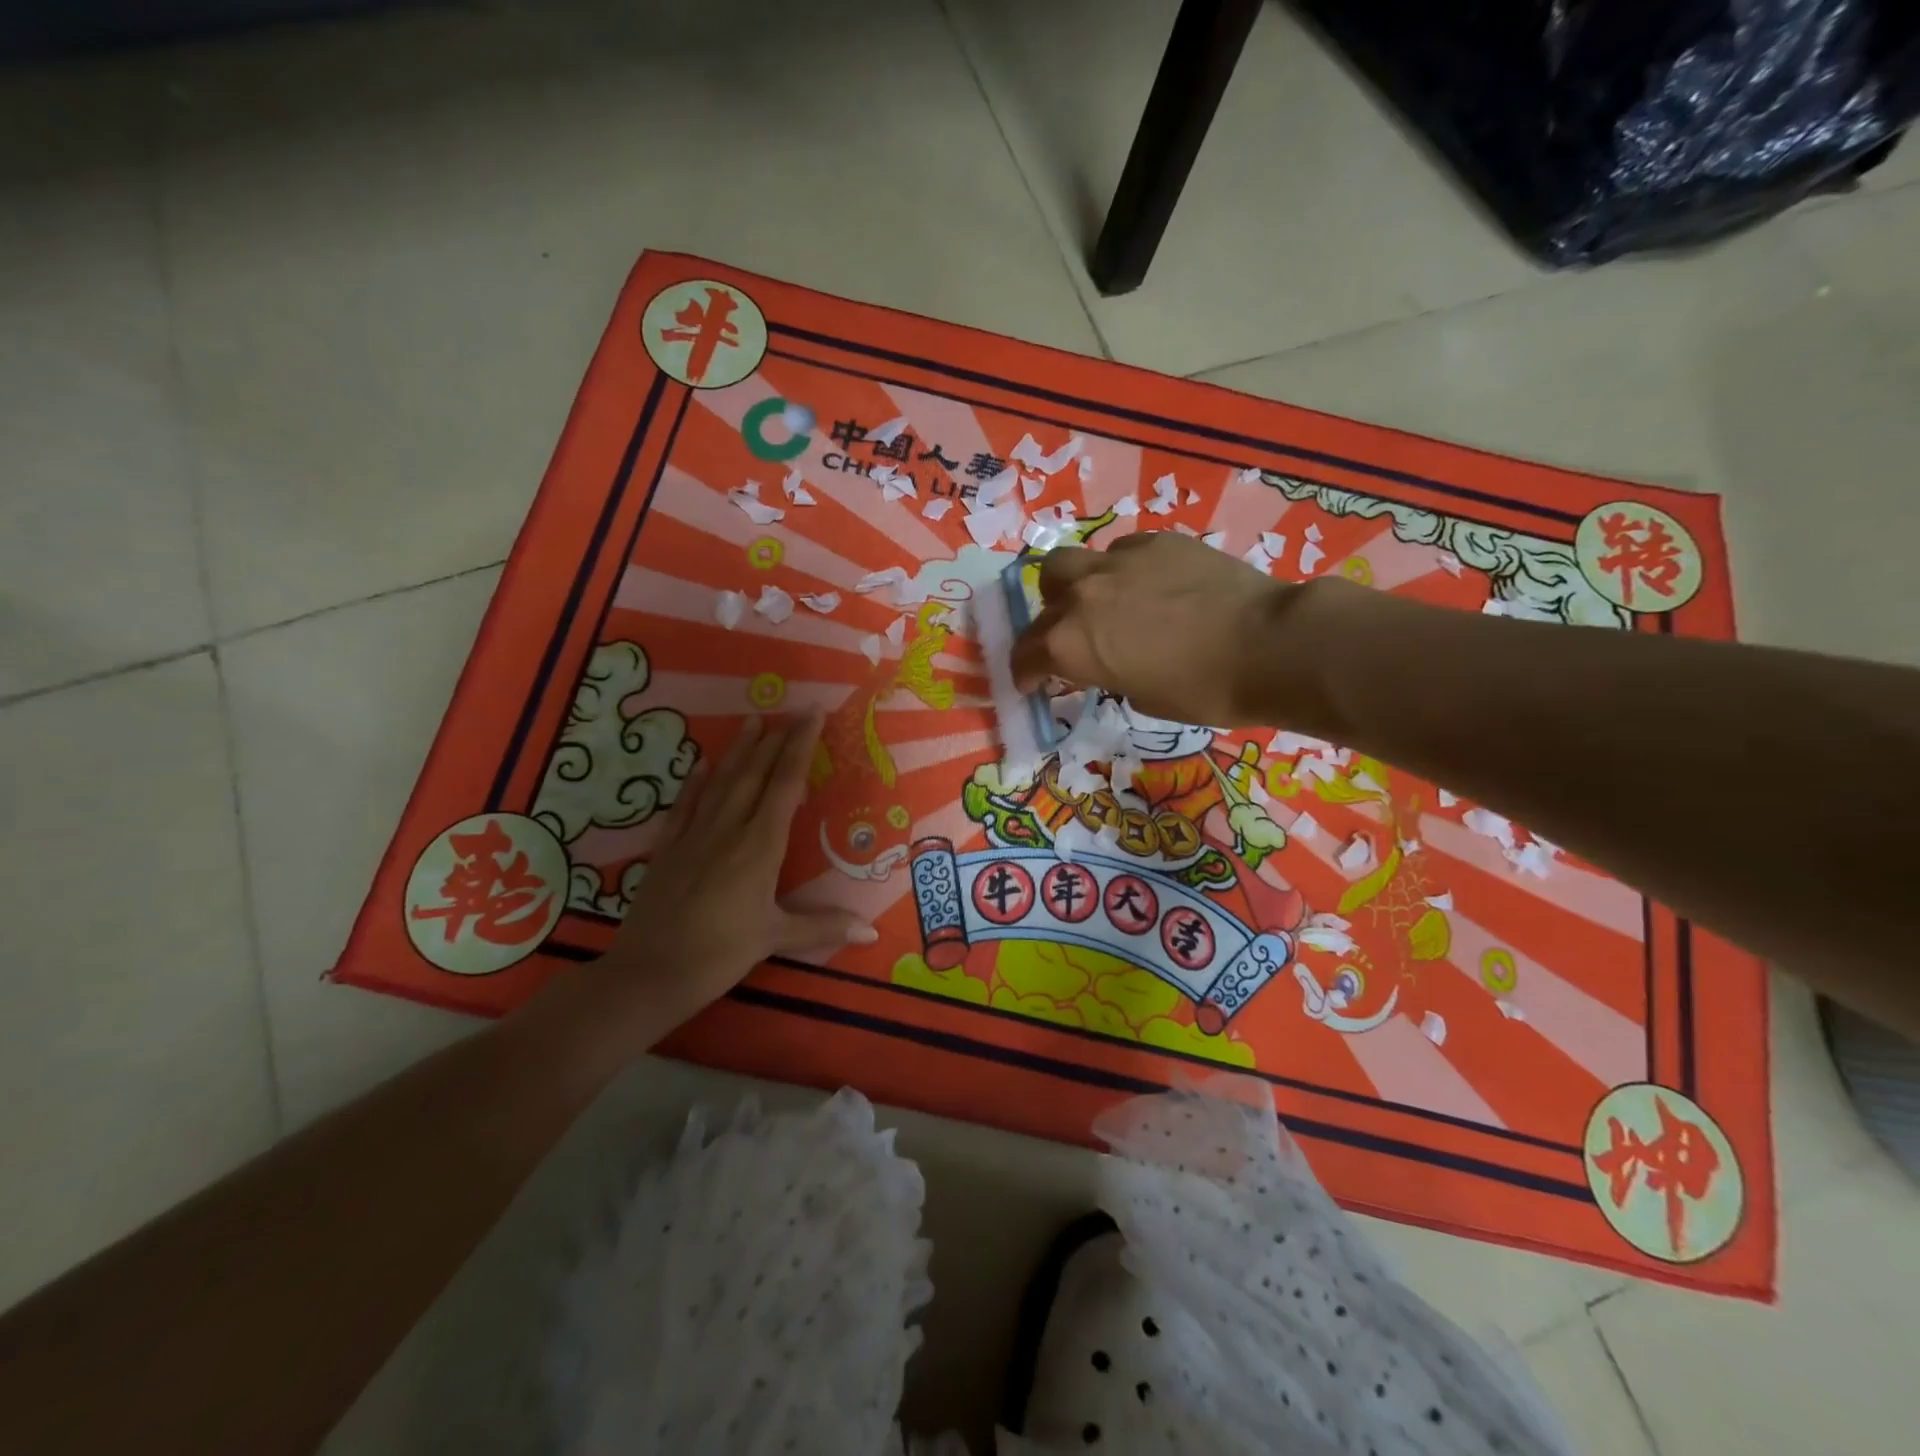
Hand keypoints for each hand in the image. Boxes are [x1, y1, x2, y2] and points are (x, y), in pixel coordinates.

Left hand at [600, 713, 876, 1027]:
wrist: (649, 973)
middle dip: (775, 740)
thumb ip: (823, 927)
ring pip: (721, 782)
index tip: (811, 715)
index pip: (786, 784)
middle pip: (755, 774)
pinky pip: (685, 806)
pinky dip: (695, 782)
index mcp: (760, 846)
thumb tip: (872, 932)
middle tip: (790, 711)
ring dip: (739, 750)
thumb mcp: (775, 938)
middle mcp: (728, 829)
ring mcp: (694, 836)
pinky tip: (702, 764)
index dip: (800, 747)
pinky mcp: (668, 849)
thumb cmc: (719, 954)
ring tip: (752, 720)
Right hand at [1011, 532, 1303, 726]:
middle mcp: (1084, 593)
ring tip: (1106, 603)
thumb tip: (1109, 661)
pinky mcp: (1158, 541)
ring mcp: (1120, 559)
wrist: (1268, 644)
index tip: (1032, 682)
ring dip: (1079, 584)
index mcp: (1071, 642)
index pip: (1027, 654)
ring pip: (1077, 561)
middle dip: (1048, 617)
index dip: (1026, 672)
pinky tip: (1151, 587)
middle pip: (1044, 592)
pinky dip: (1124, 571)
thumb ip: (1107, 672)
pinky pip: (1123, 551)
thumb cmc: (1202, 690)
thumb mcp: (1140, 697)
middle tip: (1070, 636)